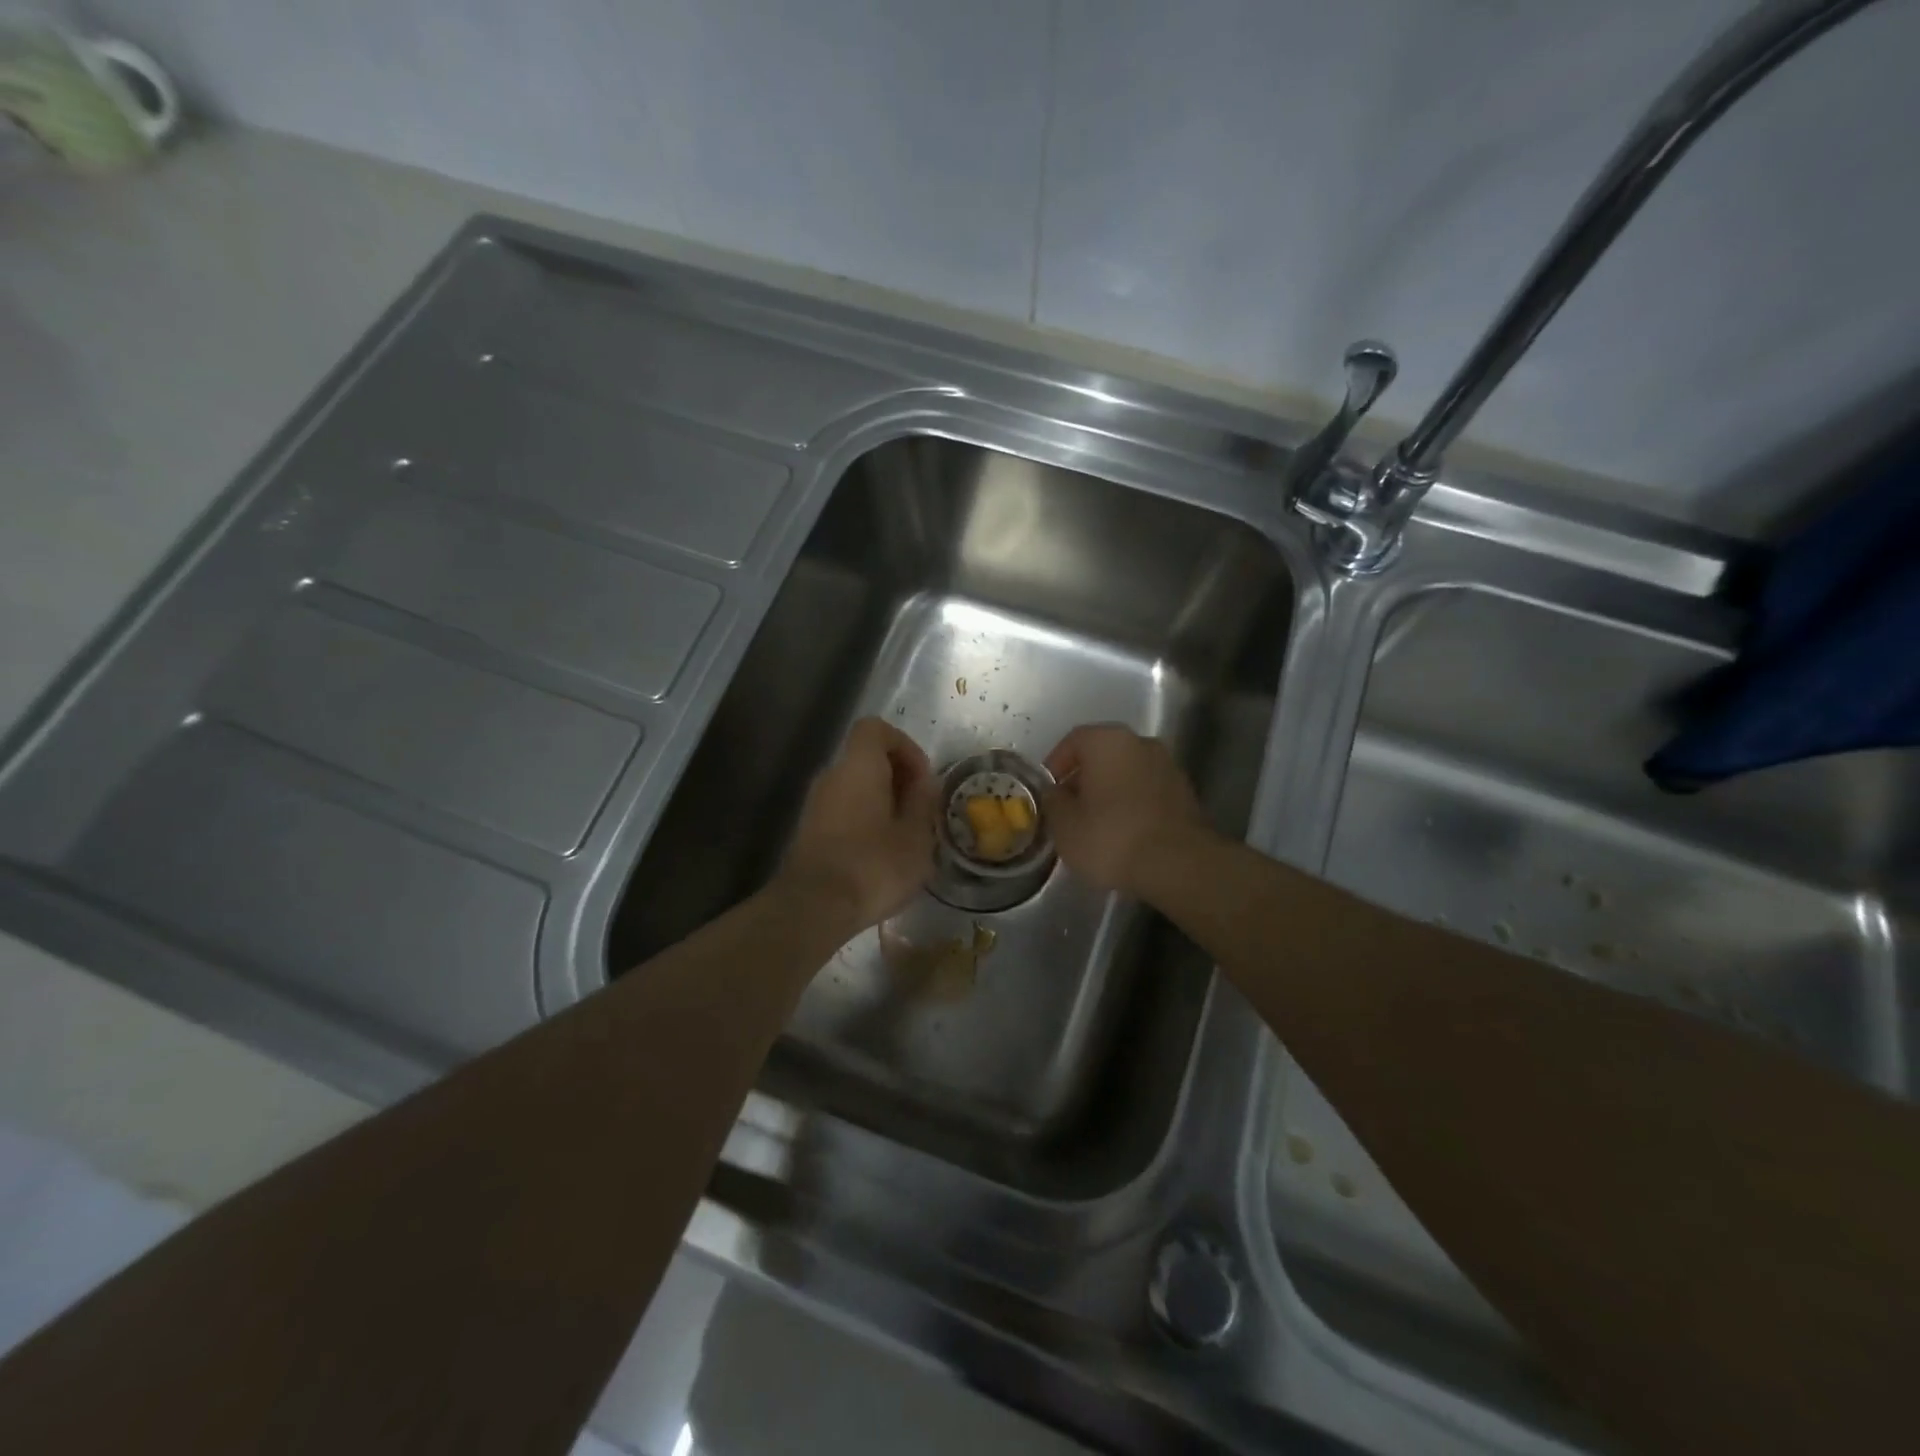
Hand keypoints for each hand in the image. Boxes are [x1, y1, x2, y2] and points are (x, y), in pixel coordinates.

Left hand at [777, 717, 937, 933]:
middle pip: (866, 758)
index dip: (904, 745)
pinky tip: (881, 854)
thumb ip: (923, 802)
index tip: (922, 778)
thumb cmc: (873, 864)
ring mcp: (815, 804)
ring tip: (905, 836)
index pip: (875, 728)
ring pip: (855, 786)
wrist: (814, 907)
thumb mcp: (916, 835)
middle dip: (897, 777)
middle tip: (920, 810)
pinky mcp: (809, 831)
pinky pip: (843, 810)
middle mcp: (832, 776)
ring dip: (882, 802)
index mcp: (858, 765)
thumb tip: (925, 783)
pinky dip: (865, 820)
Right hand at [1043, 724, 1211, 897]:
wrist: (1178, 865)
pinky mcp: (1185, 792)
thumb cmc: (1112, 837)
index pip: (1073, 741)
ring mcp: (1168, 766)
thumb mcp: (1065, 825)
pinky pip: (1147, 790)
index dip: (1055, 765)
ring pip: (1126, 772)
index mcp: (1107, 741)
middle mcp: (1141, 742)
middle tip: (1069, 808)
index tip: (1048, 791)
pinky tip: (1124, 832)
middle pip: (1102, 755)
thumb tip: (1054, 793)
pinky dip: (1132, 804)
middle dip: (1083, 778)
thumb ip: (1053, 801)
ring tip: (1095, 824)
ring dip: (1109, 791)